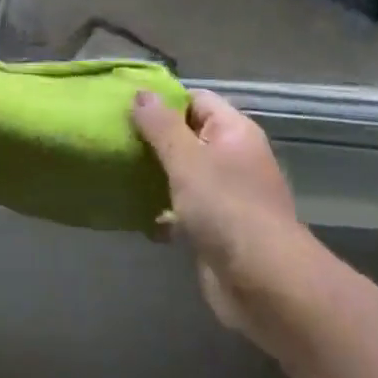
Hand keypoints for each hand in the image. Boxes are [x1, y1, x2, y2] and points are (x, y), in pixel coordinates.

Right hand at [132, 89, 309, 342]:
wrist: (264, 284)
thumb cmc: (226, 209)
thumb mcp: (187, 159)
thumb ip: (161, 126)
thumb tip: (142, 93)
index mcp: (234, 132)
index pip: (195, 99)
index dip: (162, 100)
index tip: (124, 107)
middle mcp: (232, 158)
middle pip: (186, 136)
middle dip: (152, 139)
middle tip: (113, 139)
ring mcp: (225, 195)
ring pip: (182, 173)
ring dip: (153, 175)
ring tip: (115, 171)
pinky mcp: (215, 228)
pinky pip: (182, 208)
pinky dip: (161, 208)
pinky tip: (134, 211)